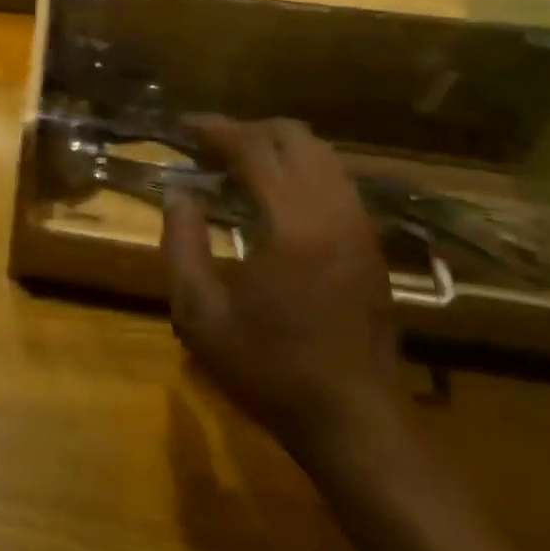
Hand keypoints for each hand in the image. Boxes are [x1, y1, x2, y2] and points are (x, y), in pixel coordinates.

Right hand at [162, 117, 400, 457]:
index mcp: (293, 225)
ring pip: (322, 155)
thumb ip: (181, 243)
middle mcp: (334, 212)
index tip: (183, 127)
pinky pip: (335, 181)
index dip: (215, 129)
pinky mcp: (370, 245)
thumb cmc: (270, 370)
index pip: (255, 148)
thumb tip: (178, 193)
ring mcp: (360, 227)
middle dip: (248, 130)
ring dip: (276, 148)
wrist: (355, 424)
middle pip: (296, 137)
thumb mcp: (200, 314)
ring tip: (235, 166)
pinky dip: (299, 170)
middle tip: (208, 147)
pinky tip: (272, 197)